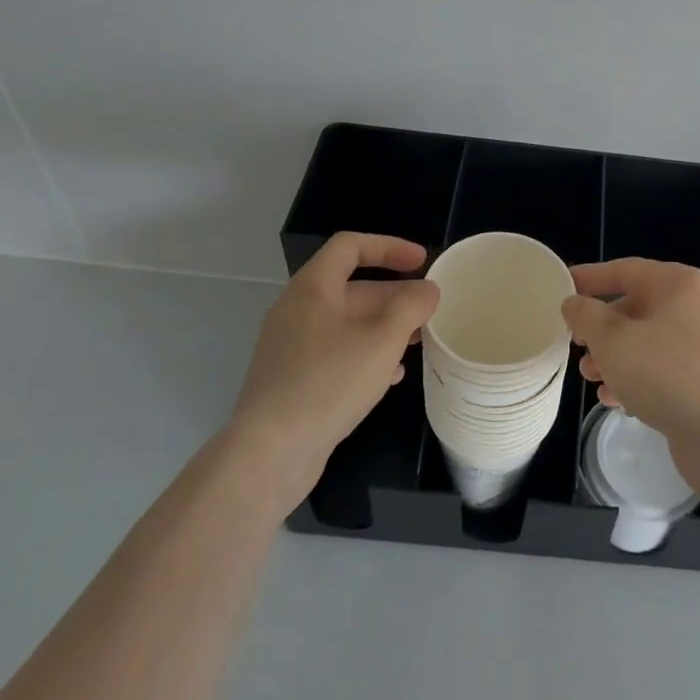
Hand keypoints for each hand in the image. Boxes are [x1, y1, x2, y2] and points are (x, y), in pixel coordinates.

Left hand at [233, 233, 439, 506]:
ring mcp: (293, 346)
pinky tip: (390, 377)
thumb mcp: (382, 340)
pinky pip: (337, 352)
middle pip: (353, 287)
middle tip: (429, 310)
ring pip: (348, 323)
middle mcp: (298, 310)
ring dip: (385, 327)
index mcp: (313, 288)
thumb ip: (411, 307)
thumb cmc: (329, 383)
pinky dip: (367, 354)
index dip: (389, 247)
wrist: (270, 453)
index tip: (422, 262)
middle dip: (395, 295)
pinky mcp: (294, 379)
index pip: (351, 246)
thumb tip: (428, 289)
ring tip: (417, 342)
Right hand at [561, 259, 699, 485]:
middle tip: (576, 346)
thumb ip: (586, 315)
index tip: (562, 287)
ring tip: (591, 378)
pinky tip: (615, 400)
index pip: (625, 270)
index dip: (590, 277)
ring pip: (649, 341)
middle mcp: (697, 306)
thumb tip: (574, 302)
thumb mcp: (611, 340)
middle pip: (636, 308)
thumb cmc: (663, 373)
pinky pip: (665, 368)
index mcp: (678, 284)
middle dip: (601, 329)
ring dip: (615, 357)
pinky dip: (638, 378)